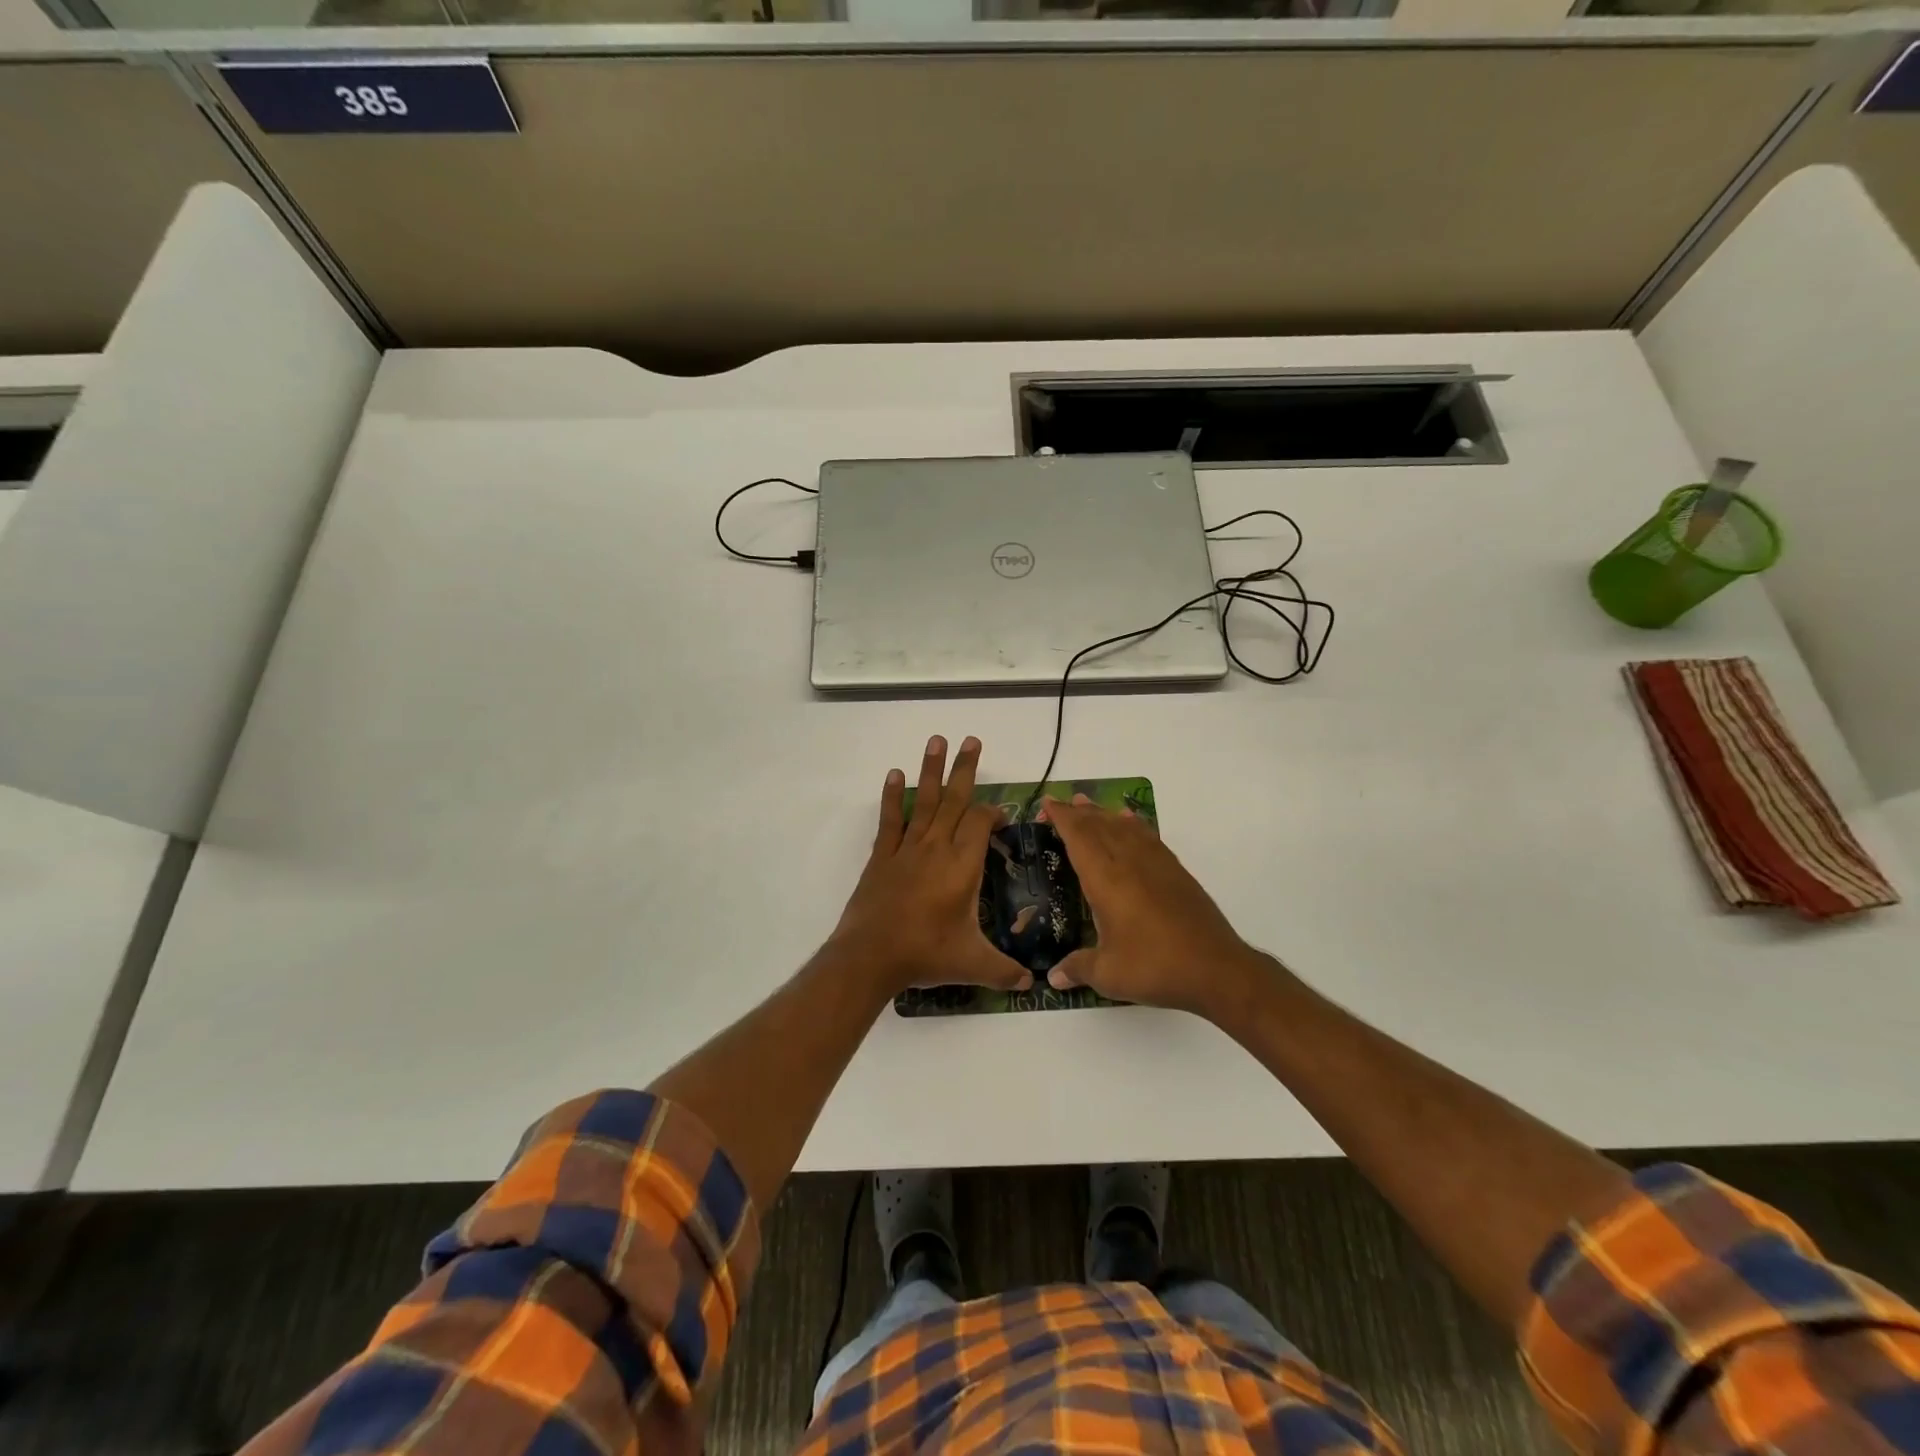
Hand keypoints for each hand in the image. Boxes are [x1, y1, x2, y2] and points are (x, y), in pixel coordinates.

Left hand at [831, 736, 1032, 997]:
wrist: (870, 956)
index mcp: (962, 864)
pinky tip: (894, 774)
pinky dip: (893, 797)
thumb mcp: (973, 964)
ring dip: (931, 770)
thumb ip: (1005, 971)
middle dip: (965, 769)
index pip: (981, 822)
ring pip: (924, 801)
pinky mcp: (882, 856)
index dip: (993, 812)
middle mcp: (936, 846)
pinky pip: (891, 820)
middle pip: (955, 799)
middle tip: (972, 740)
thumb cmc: (925, 953)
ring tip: (937, 740)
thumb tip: (1033, 982)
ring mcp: (907, 848)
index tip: (1001, 816)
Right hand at [1040, 794, 1268, 1018]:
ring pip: (1125, 827)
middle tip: (1062, 803)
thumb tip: (1052, 977)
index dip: (1062, 818)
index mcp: (1106, 879)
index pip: (1079, 837)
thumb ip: (1078, 969)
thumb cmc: (1155, 967)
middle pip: (1100, 826)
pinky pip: (1148, 837)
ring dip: (1104, 814)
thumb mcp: (1109, 974)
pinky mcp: (1176, 872)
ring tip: (1089, 805)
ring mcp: (1156, 864)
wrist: (1216, 969)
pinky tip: (1130, 823)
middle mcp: (1129, 862)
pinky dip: (1134, 825)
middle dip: (1079, 813)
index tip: (1048, 803)